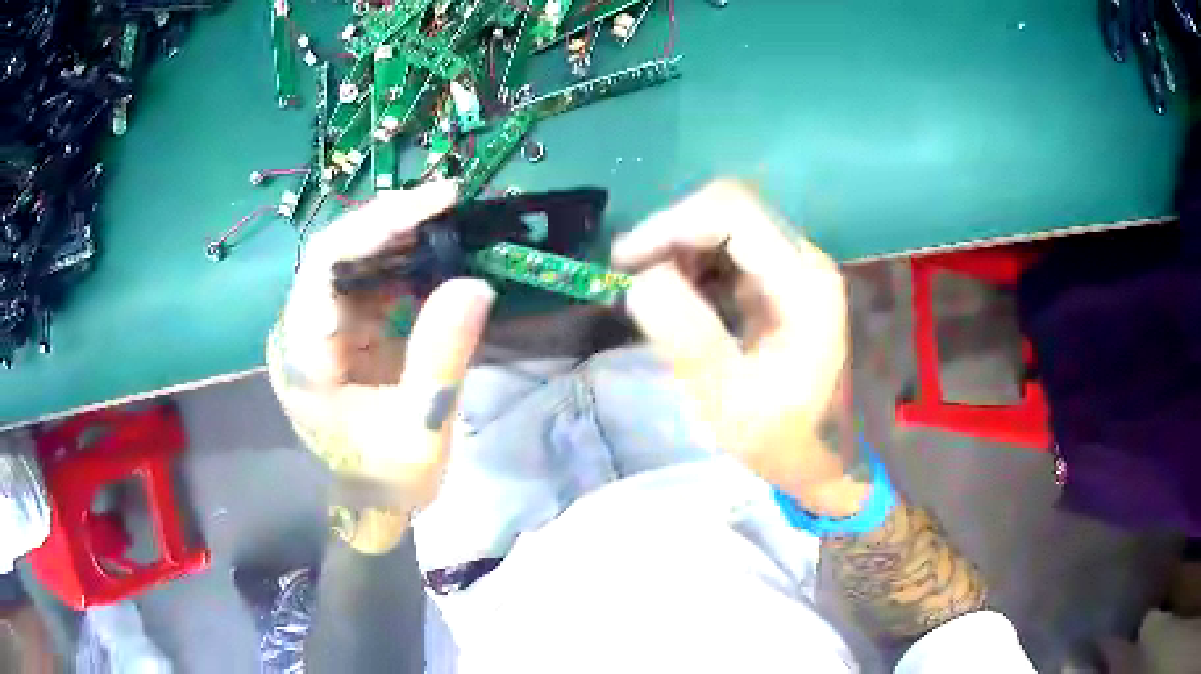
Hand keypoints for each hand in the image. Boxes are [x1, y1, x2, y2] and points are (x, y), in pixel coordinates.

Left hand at [268, 181, 494, 549]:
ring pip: (347, 260)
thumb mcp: (422, 426)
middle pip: (333, 252)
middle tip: (450, 202)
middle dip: (391, 221)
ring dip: (397, 237)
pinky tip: (430, 255)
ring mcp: (311, 330)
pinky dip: (398, 262)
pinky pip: (362, 281)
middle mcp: (295, 333)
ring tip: (448, 222)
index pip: (324, 265)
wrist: (371, 502)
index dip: (378, 223)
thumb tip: (475, 282)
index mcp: (302, 359)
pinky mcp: (332, 331)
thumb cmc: (389, 476)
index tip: (437, 201)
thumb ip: (441, 355)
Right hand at [612, 180, 866, 516]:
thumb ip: (688, 338)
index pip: (733, 214)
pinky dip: (694, 262)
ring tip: (648, 289)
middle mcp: (804, 261)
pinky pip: (730, 249)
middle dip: (671, 233)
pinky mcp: (782, 280)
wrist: (822, 455)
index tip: (624, 261)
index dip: (671, 224)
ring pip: (726, 224)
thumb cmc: (782, 437)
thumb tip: (639, 281)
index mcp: (803, 284)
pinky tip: (677, 296)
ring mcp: (796, 267)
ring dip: (679, 247)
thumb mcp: (730, 401)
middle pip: (729, 208)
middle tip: (629, 275)